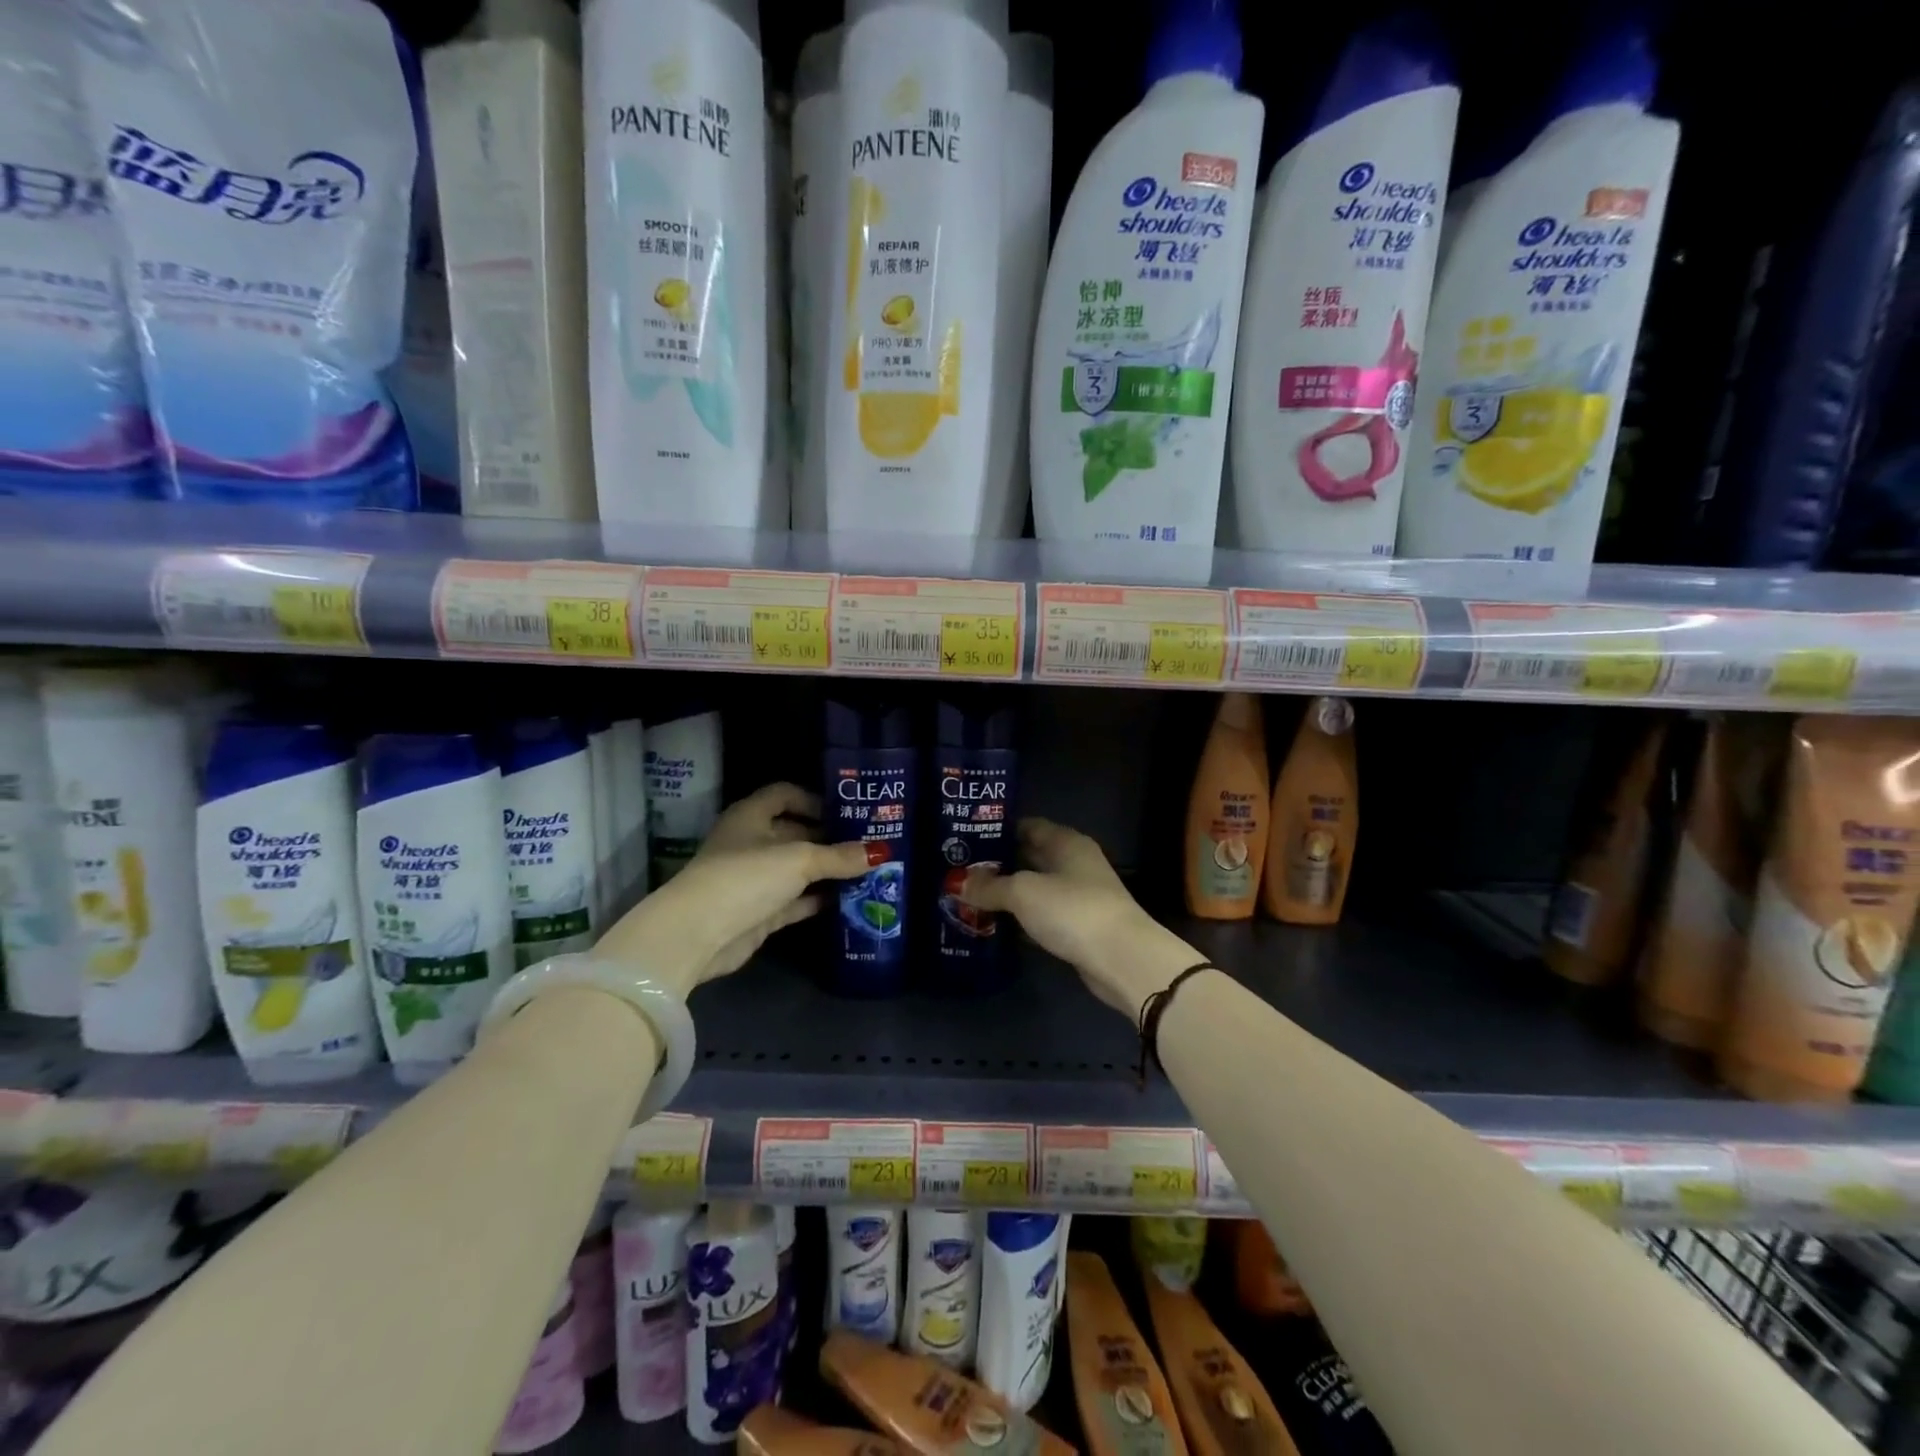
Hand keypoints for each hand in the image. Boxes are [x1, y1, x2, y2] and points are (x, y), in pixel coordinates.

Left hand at [593, 783, 874, 997]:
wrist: (699, 934)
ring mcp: (754, 879)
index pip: (784, 794)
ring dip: (827, 871)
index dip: (814, 799)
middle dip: (829, 838)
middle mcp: (751, 842)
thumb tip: (880, 852)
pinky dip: (818, 899)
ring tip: (867, 871)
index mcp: (751, 816)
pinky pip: (796, 900)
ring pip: (797, 869)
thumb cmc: (746, 876)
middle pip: (794, 832)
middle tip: (868, 843)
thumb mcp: (799, 860)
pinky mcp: (759, 912)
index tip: (846, 811)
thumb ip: (839, 856)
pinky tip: (849, 900)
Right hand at [961, 818, 1198, 1018]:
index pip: (1028, 825)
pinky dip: (1020, 917)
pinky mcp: (1077, 926)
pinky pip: (1040, 914)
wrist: (1121, 958)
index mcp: (1066, 842)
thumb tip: (956, 882)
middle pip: (1029, 856)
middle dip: (997, 863)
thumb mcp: (1023, 892)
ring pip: (1034, 887)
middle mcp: (1074, 863)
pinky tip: (994, 924)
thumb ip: (990, 886)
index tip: (965, 838)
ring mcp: (1077, 895)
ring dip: (1007, 893)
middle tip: (959, 869)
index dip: (998, 829)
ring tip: (967, 895)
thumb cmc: (1072, 910)